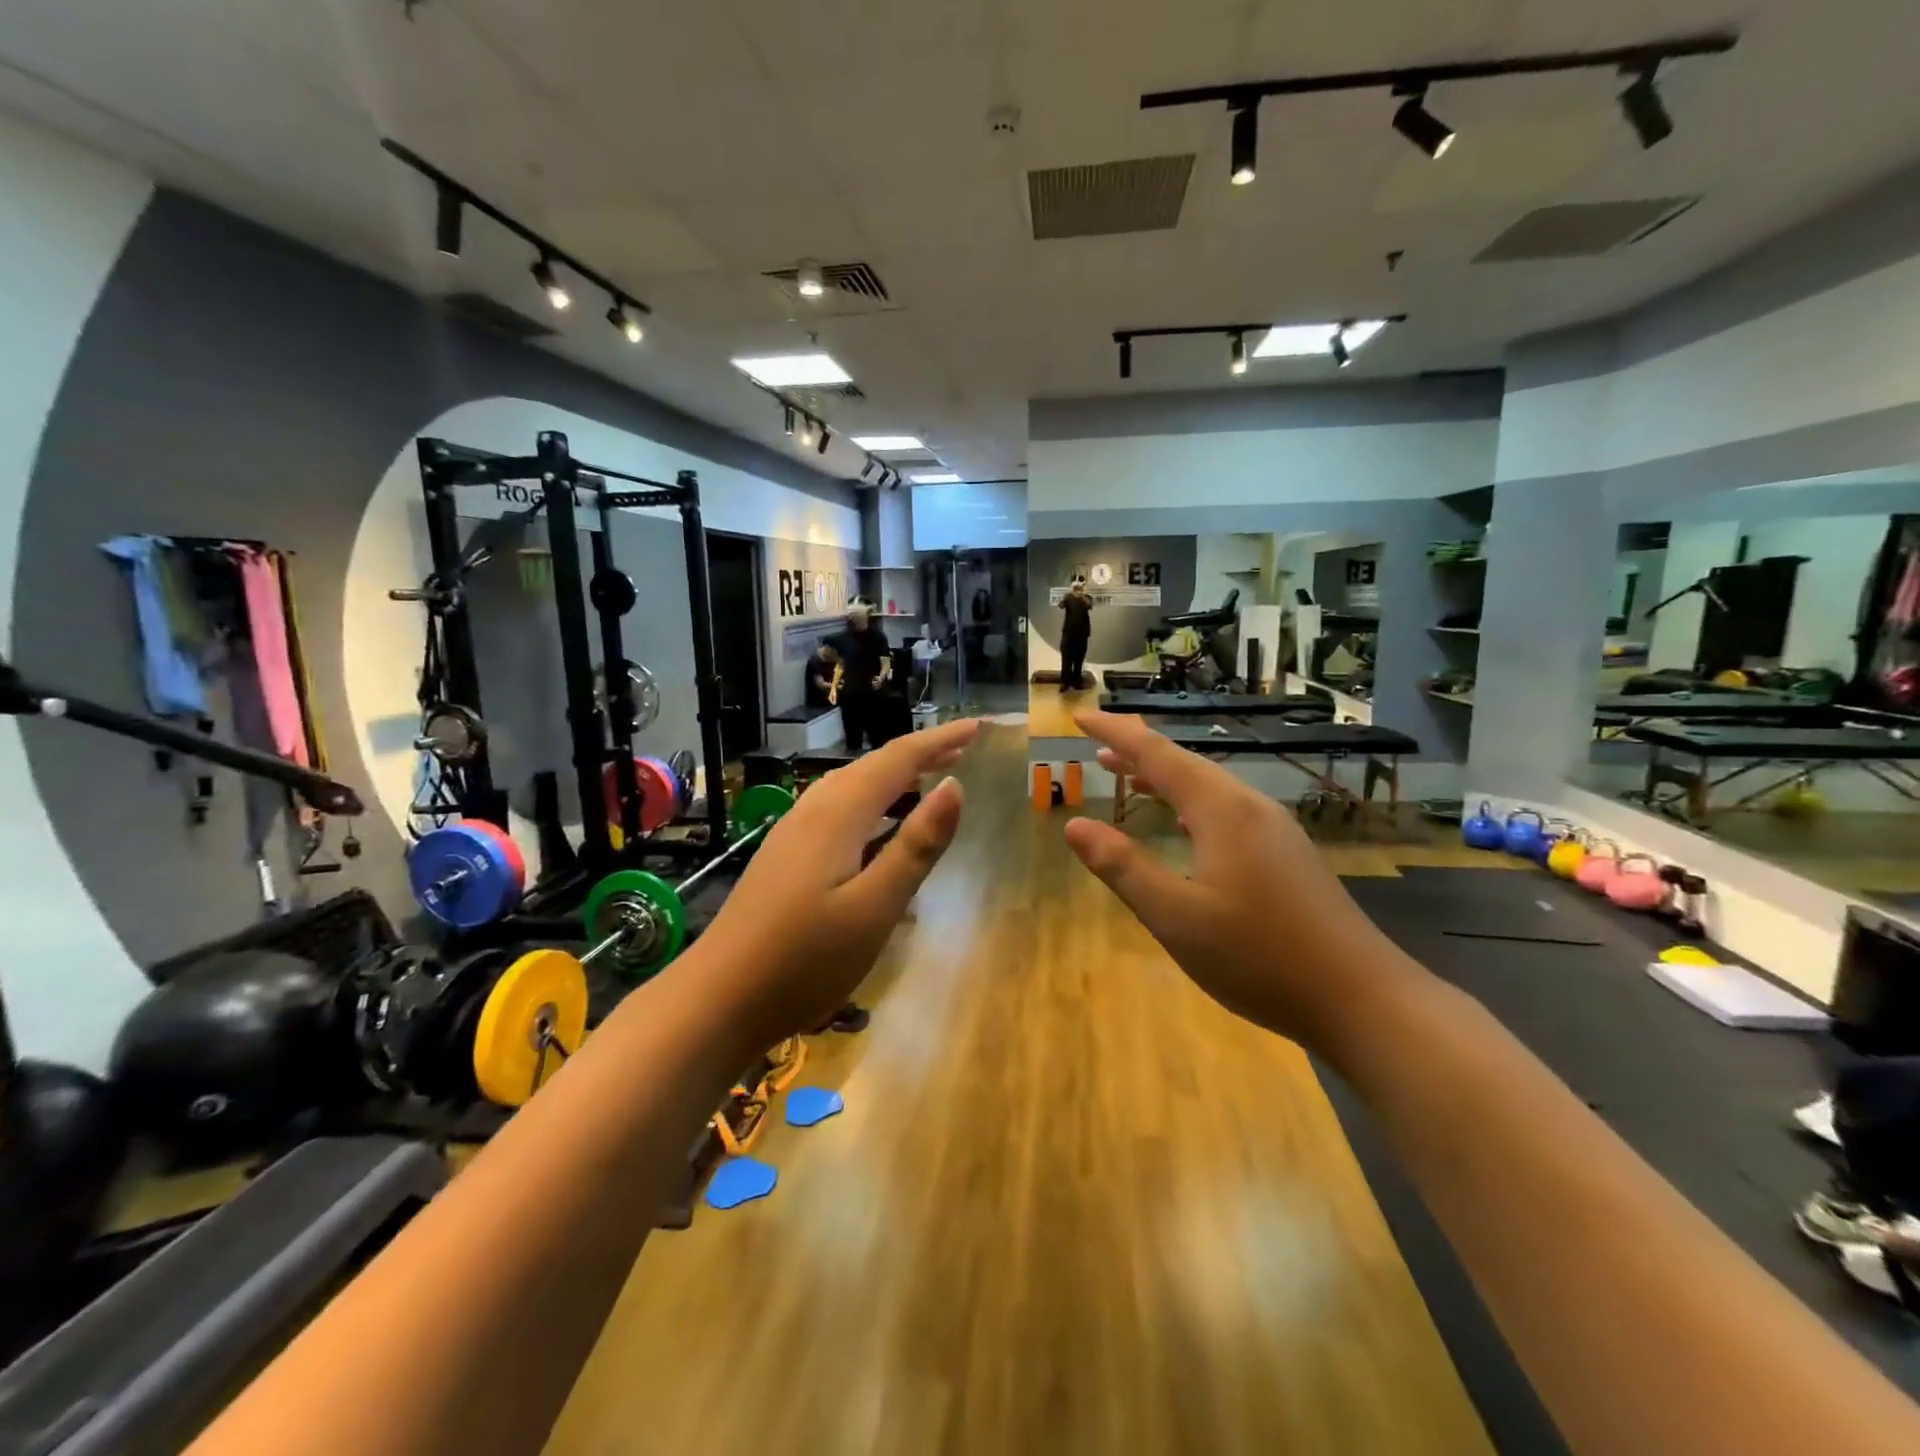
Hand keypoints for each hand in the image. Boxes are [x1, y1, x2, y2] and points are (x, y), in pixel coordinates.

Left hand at [697, 718, 979, 1044]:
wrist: (717, 999)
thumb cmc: (805, 960)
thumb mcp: (875, 907)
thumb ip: (916, 846)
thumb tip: (955, 787)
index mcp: (839, 813)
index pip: (898, 759)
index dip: (940, 740)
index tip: (978, 727)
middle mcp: (814, 810)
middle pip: (874, 766)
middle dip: (921, 754)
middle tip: (963, 749)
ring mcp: (794, 832)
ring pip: (854, 787)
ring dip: (896, 778)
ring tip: (931, 780)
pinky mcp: (786, 855)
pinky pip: (839, 810)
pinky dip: (873, 804)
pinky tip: (881, 828)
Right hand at [1063, 710, 1404, 1045]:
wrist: (1361, 999)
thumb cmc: (1258, 956)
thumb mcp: (1175, 916)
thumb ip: (1122, 868)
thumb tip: (1075, 825)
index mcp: (1221, 810)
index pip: (1156, 754)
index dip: (1115, 733)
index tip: (1080, 718)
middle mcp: (1250, 807)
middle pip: (1185, 764)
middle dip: (1138, 753)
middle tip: (1097, 748)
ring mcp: (1275, 830)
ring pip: (1208, 788)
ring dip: (1164, 779)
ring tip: (1128, 778)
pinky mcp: (1287, 855)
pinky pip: (1226, 810)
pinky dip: (1190, 805)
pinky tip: (1185, 826)